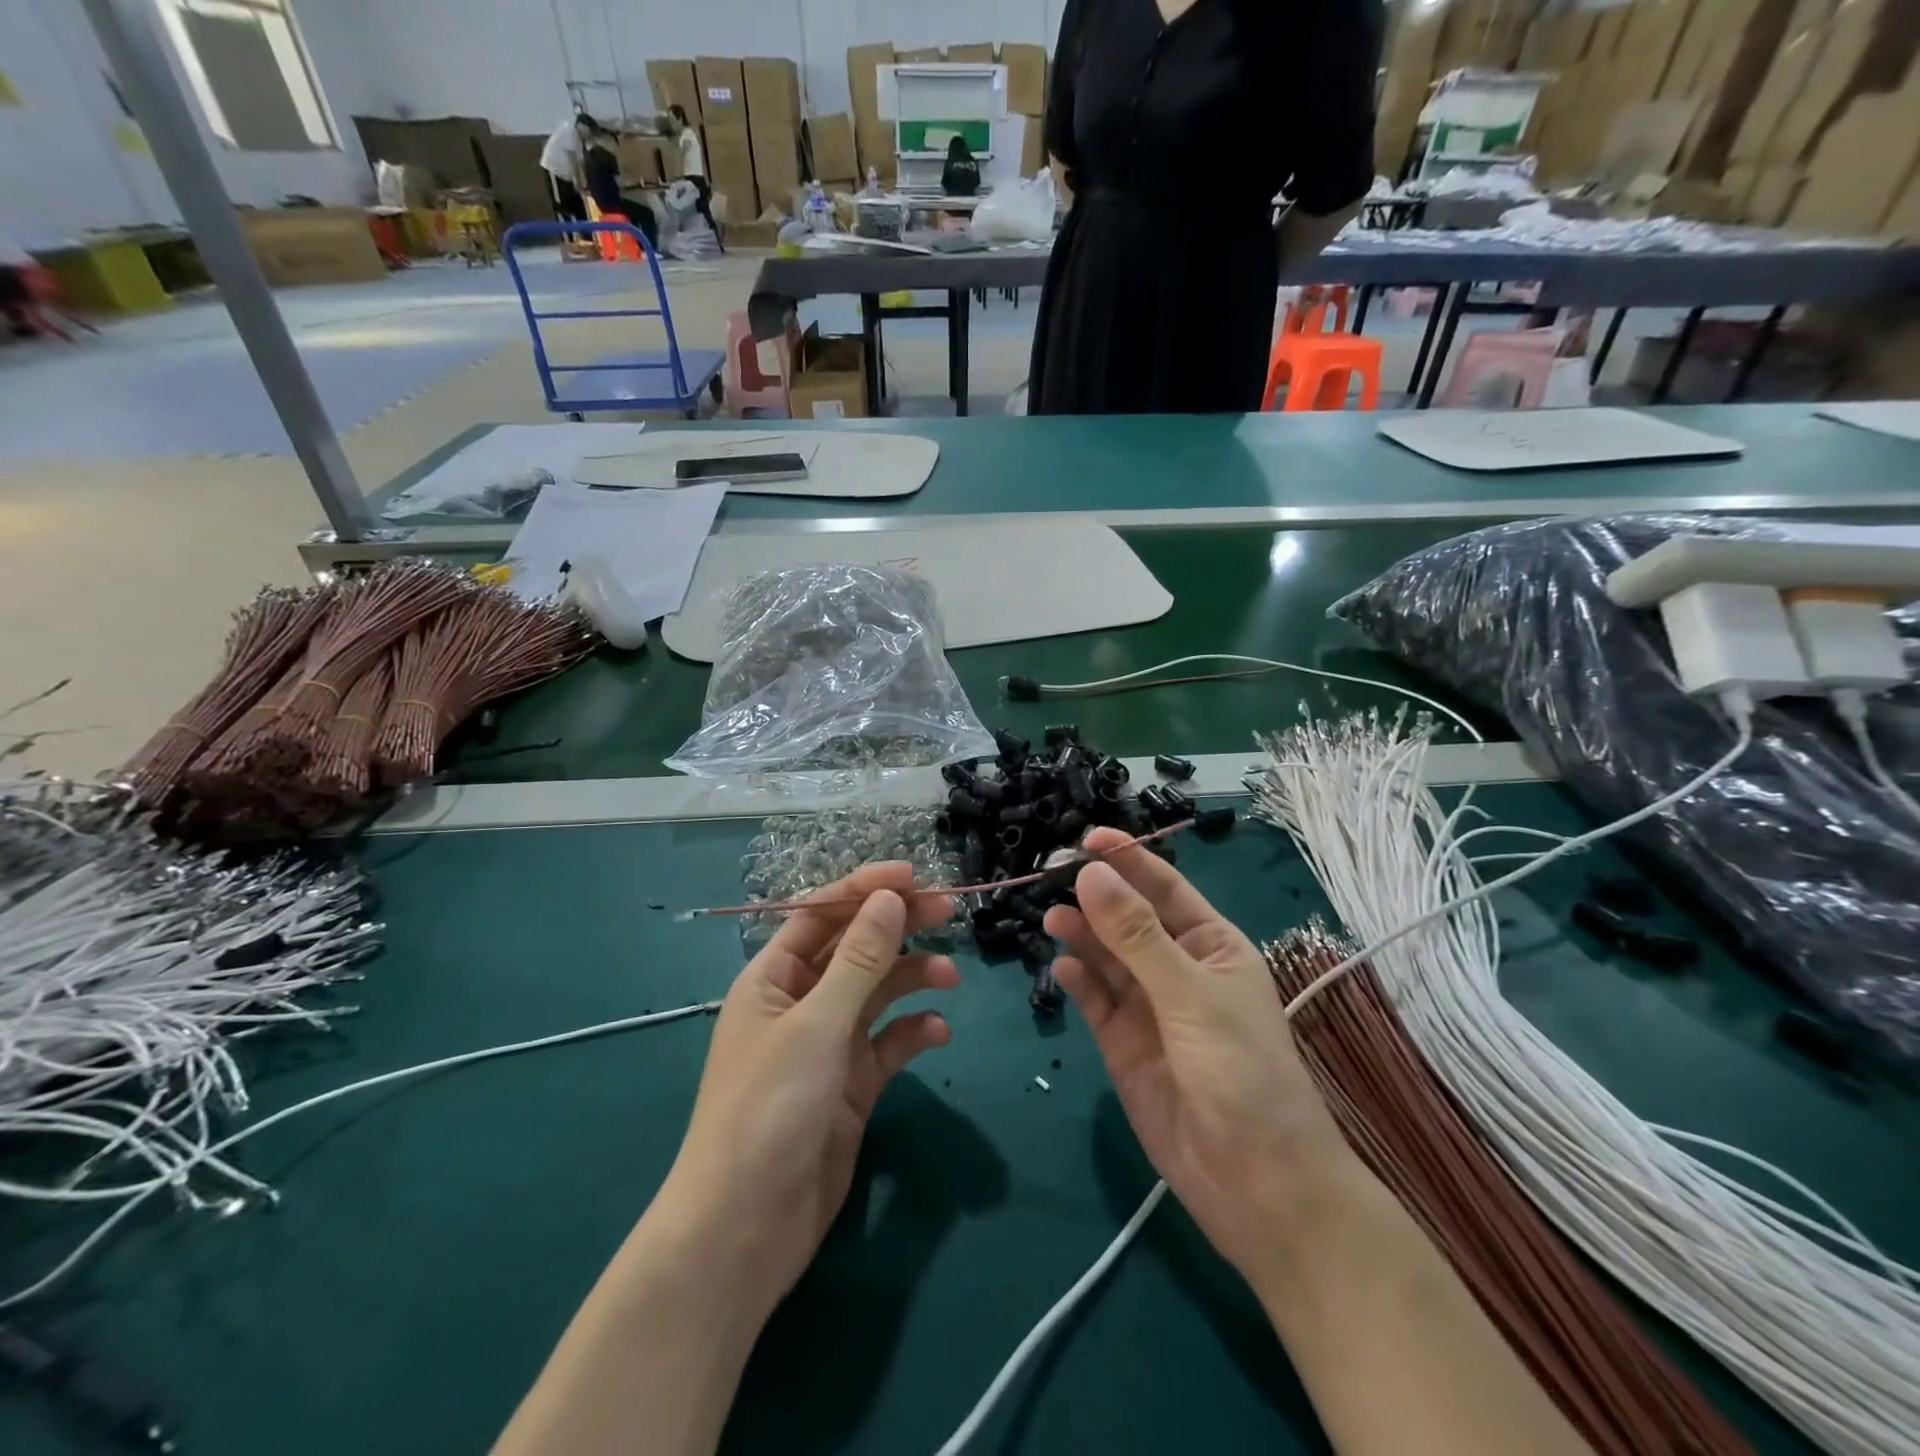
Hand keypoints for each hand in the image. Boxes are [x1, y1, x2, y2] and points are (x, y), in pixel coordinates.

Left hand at [653, 863, 957, 1311]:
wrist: (745, 1231)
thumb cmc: (768, 1110)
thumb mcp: (816, 1026)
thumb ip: (858, 961)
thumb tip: (889, 897)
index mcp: (773, 978)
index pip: (820, 914)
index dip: (863, 889)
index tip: (913, 875)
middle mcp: (800, 1003)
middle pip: (854, 948)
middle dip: (897, 926)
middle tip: (949, 910)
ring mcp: (826, 1046)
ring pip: (876, 993)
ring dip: (912, 977)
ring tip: (950, 975)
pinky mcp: (850, 1087)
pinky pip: (887, 1044)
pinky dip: (912, 1032)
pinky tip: (938, 1033)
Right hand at [1043, 829, 1350, 1278]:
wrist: (1257, 1185)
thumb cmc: (1242, 1073)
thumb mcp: (1190, 995)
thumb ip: (1136, 936)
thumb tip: (1091, 874)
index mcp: (1212, 946)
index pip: (1164, 888)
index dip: (1128, 859)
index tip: (1086, 838)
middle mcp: (1178, 970)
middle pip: (1128, 919)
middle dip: (1095, 896)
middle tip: (1051, 876)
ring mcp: (1149, 1009)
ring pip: (1107, 958)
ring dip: (1081, 936)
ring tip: (1051, 919)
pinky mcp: (1124, 1046)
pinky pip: (1096, 1001)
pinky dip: (1078, 982)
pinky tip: (1061, 968)